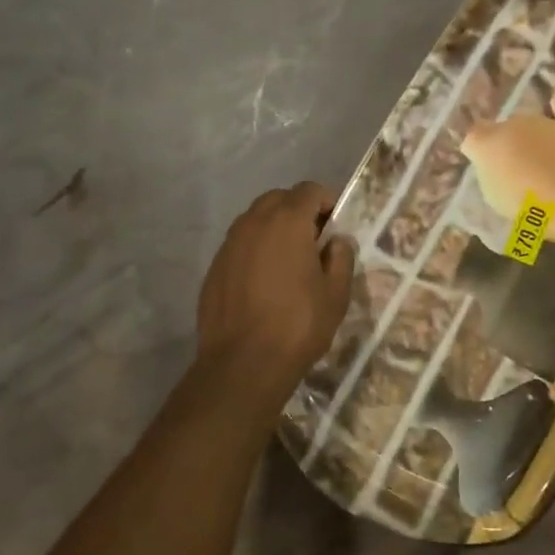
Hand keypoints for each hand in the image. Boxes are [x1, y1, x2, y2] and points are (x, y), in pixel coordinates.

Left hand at [196, 183, 355, 396]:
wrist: (243, 364)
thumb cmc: (298, 325)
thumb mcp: (335, 294)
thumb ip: (340, 258)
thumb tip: (336, 241)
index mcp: (287, 221)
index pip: (309, 190)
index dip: (326, 201)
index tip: (335, 225)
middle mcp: (254, 223)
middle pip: (279, 199)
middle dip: (298, 211)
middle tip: (313, 241)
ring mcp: (229, 244)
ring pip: (255, 220)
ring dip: (274, 229)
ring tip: (288, 262)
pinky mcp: (214, 267)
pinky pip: (239, 245)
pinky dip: (254, 250)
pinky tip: (263, 282)